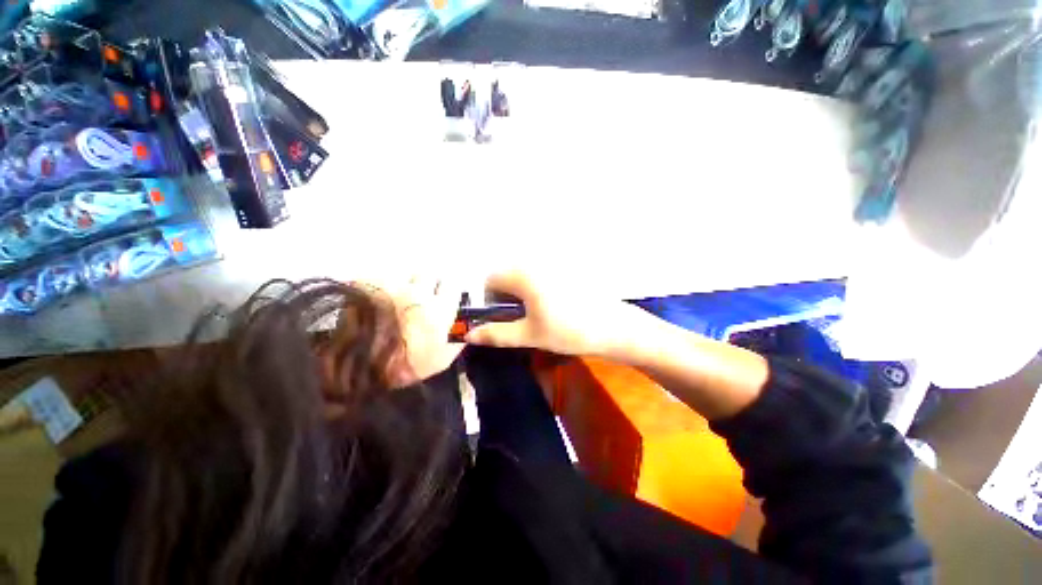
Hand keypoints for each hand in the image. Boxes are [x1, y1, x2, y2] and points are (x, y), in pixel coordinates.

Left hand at [374, 276, 464, 386]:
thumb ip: (457, 340)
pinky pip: (379, 279)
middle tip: (418, 299)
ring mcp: (391, 286)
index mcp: (439, 308)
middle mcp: (418, 291)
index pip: (452, 285)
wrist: (357, 369)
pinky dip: (380, 289)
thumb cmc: (405, 366)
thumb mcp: (441, 361)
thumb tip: (464, 328)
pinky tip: (374, 304)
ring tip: (393, 302)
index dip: (447, 292)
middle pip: (428, 275)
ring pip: (403, 276)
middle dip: (426, 285)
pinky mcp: (366, 284)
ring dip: (403, 286)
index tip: (443, 298)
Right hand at [464, 271, 650, 356]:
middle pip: (506, 276)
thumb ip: (496, 334)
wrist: (613, 327)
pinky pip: (538, 277)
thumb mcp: (529, 335)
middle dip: (503, 298)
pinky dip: (533, 291)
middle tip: (516, 321)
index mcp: (522, 274)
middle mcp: (534, 263)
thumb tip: (469, 334)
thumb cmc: (568, 331)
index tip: (498, 320)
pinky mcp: (565, 270)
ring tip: (533, 316)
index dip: (488, 301)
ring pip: (522, 277)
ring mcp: (551, 264)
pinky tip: (548, 308)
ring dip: (518, 295)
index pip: (489, 280)